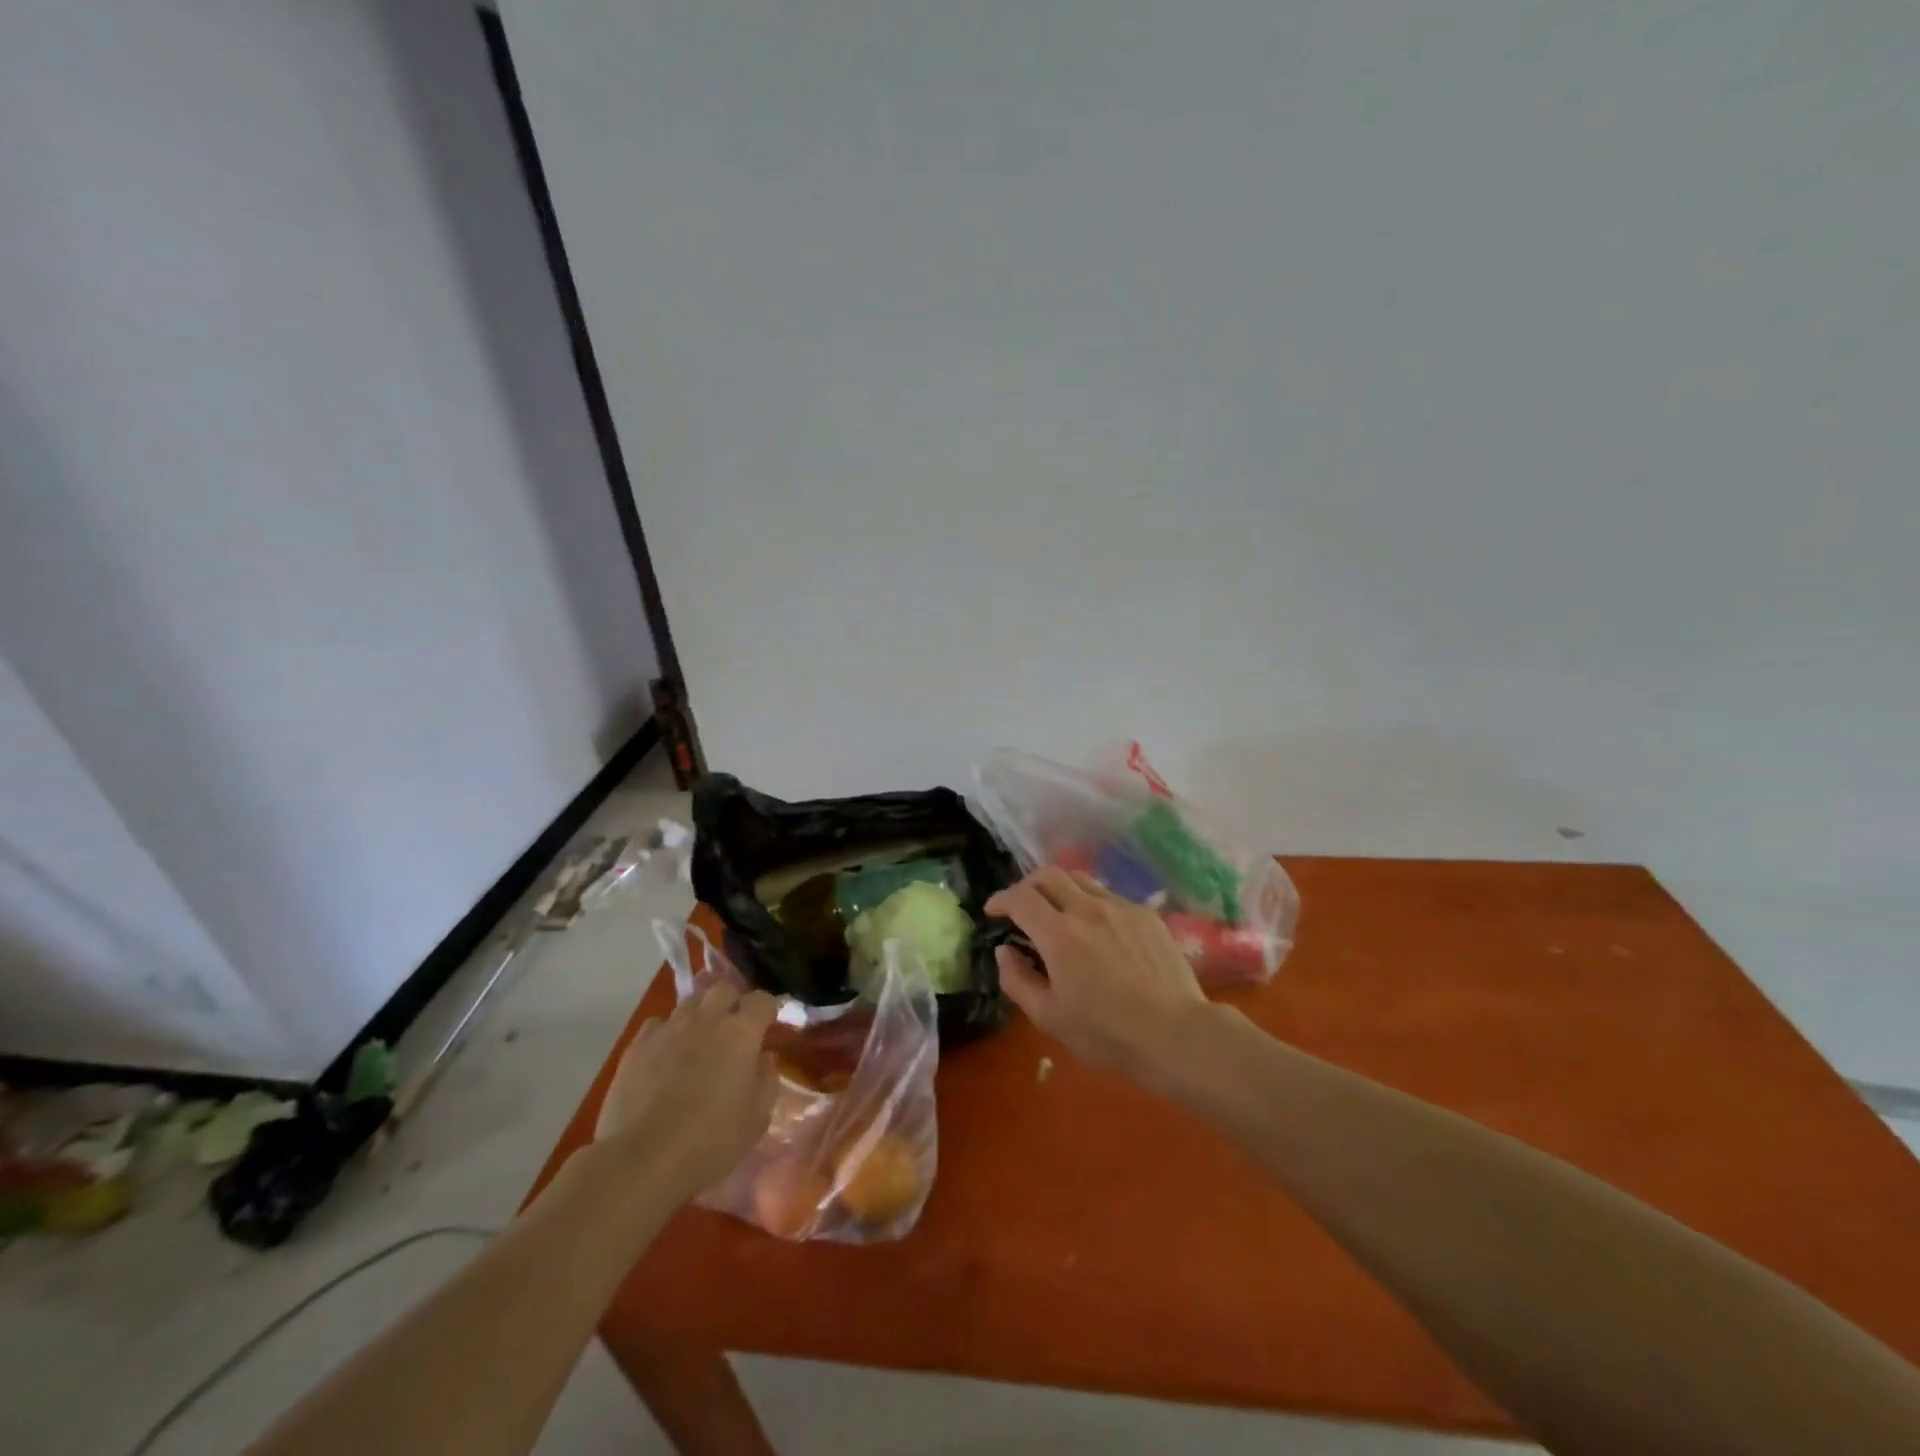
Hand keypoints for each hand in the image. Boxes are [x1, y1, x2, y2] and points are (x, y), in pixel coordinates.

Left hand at [593, 979, 779, 1203]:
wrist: (643, 1160)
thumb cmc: (711, 1141)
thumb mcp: (757, 1117)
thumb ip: (766, 1078)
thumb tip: (762, 1057)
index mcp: (741, 1032)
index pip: (762, 1000)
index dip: (767, 1010)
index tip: (767, 1027)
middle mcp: (707, 1019)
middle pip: (723, 990)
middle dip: (732, 1003)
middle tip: (733, 1030)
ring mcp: (669, 1029)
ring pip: (689, 1004)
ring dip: (700, 1016)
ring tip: (698, 1043)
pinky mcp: (637, 1046)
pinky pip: (658, 1024)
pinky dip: (667, 1033)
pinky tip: (665, 1057)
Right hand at [987, 866, 1210, 1083]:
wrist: (1175, 1033)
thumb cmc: (1106, 1033)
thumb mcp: (1049, 1017)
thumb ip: (1017, 980)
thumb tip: (1004, 951)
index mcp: (1059, 934)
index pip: (1020, 897)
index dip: (1001, 899)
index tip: (993, 911)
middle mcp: (1087, 909)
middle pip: (1049, 875)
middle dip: (1027, 885)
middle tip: (1022, 906)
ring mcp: (1121, 908)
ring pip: (1081, 880)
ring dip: (1060, 889)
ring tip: (1058, 912)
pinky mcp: (1146, 915)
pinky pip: (1110, 897)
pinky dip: (1091, 904)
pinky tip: (1098, 931)